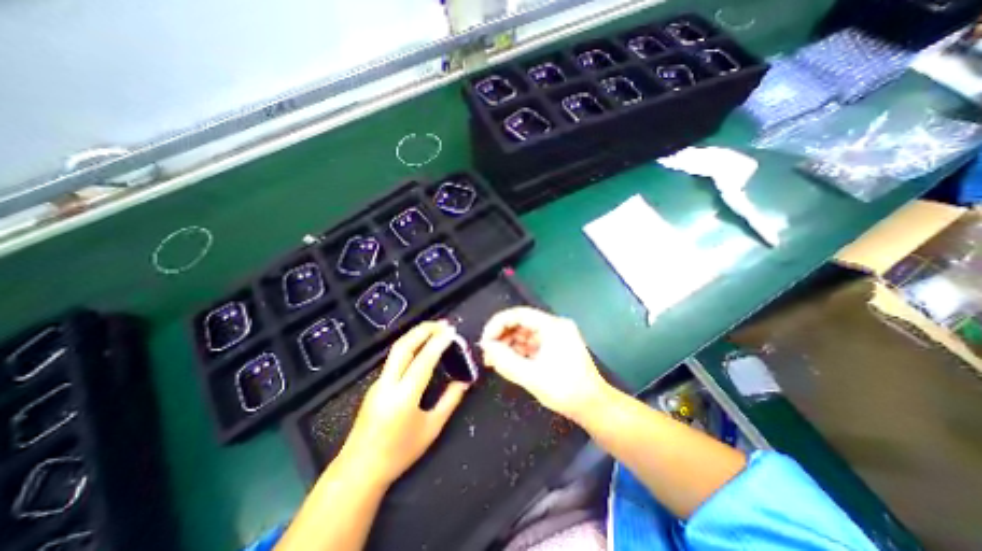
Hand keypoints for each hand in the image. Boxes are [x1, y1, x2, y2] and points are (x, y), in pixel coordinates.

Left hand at [337, 320, 471, 488]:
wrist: (359, 469)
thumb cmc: (399, 453)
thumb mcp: (431, 429)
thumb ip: (450, 402)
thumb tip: (464, 381)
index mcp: (404, 397)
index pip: (423, 361)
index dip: (438, 343)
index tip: (451, 332)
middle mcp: (388, 384)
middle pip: (404, 346)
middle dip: (423, 330)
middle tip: (442, 323)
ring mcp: (378, 383)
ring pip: (396, 350)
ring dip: (415, 334)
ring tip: (434, 328)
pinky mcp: (376, 384)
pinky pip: (394, 358)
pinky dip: (410, 345)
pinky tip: (421, 346)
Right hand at [480, 306, 611, 421]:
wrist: (594, 407)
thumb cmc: (566, 390)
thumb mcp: (532, 376)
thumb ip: (505, 360)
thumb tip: (487, 347)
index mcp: (553, 326)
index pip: (519, 314)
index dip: (498, 324)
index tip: (485, 340)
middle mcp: (554, 326)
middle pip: (521, 322)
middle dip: (502, 336)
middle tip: (487, 353)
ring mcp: (556, 336)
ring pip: (525, 333)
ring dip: (508, 344)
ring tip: (494, 360)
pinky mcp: (555, 347)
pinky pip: (531, 343)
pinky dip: (518, 351)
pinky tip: (507, 362)